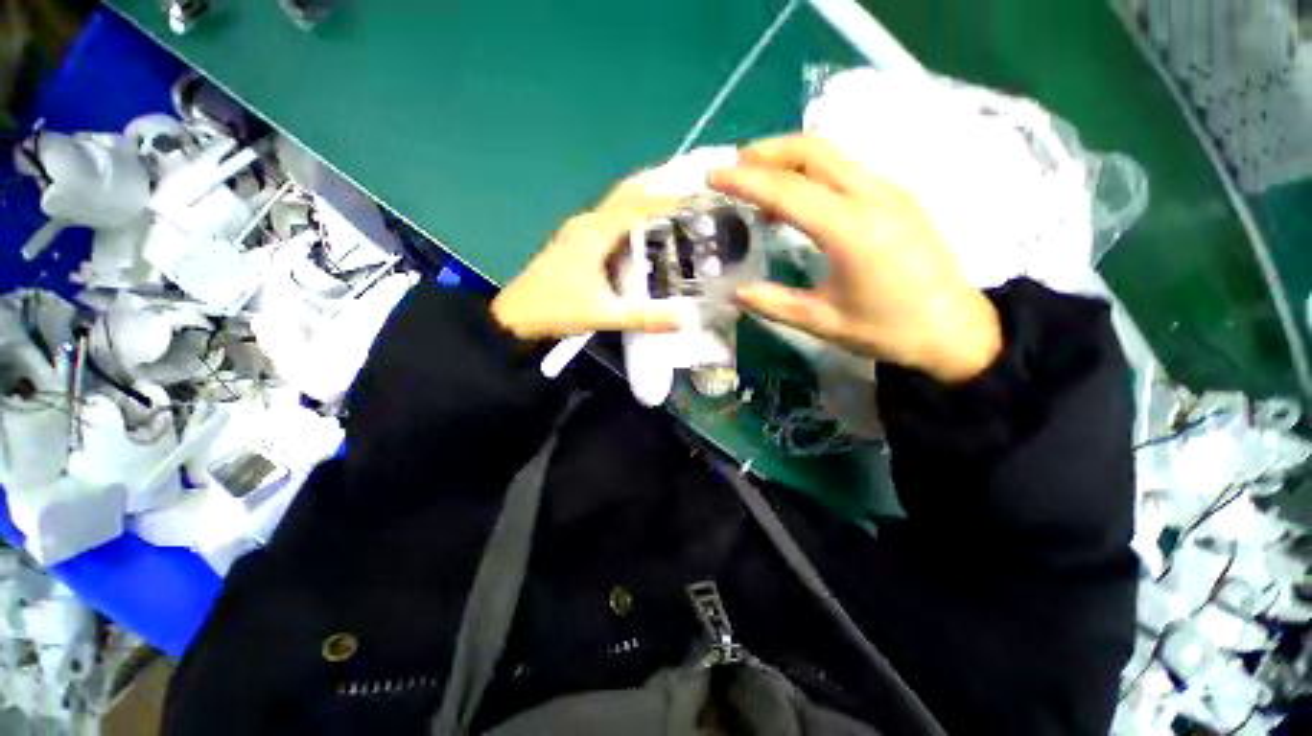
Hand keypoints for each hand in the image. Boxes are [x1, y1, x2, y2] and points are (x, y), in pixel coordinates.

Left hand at [491, 178, 684, 340]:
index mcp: (594, 234)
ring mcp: (580, 233)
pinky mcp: (577, 245)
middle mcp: (587, 225)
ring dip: (643, 200)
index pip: (635, 205)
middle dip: (654, 183)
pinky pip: (610, 223)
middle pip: (625, 194)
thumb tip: (683, 319)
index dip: (665, 198)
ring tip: (673, 202)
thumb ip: (643, 317)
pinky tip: (644, 233)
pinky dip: (631, 220)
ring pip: (617, 207)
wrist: (514, 317)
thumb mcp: (603, 315)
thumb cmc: (556, 310)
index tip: (694, 194)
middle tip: (686, 179)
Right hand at [709, 134, 1000, 382]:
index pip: (787, 190)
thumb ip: (774, 304)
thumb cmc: (888, 329)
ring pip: (832, 155)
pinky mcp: (899, 196)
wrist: (956, 329)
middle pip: (813, 150)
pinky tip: (798, 199)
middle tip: (733, 167)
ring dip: (790, 159)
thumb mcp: (822, 322)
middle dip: (767, 151)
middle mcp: (872, 196)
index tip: (712, 175)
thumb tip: (735, 293)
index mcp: (851, 229)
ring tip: (758, 181)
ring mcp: (890, 191)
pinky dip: (813, 173)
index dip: (744, 181)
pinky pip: (848, 170)